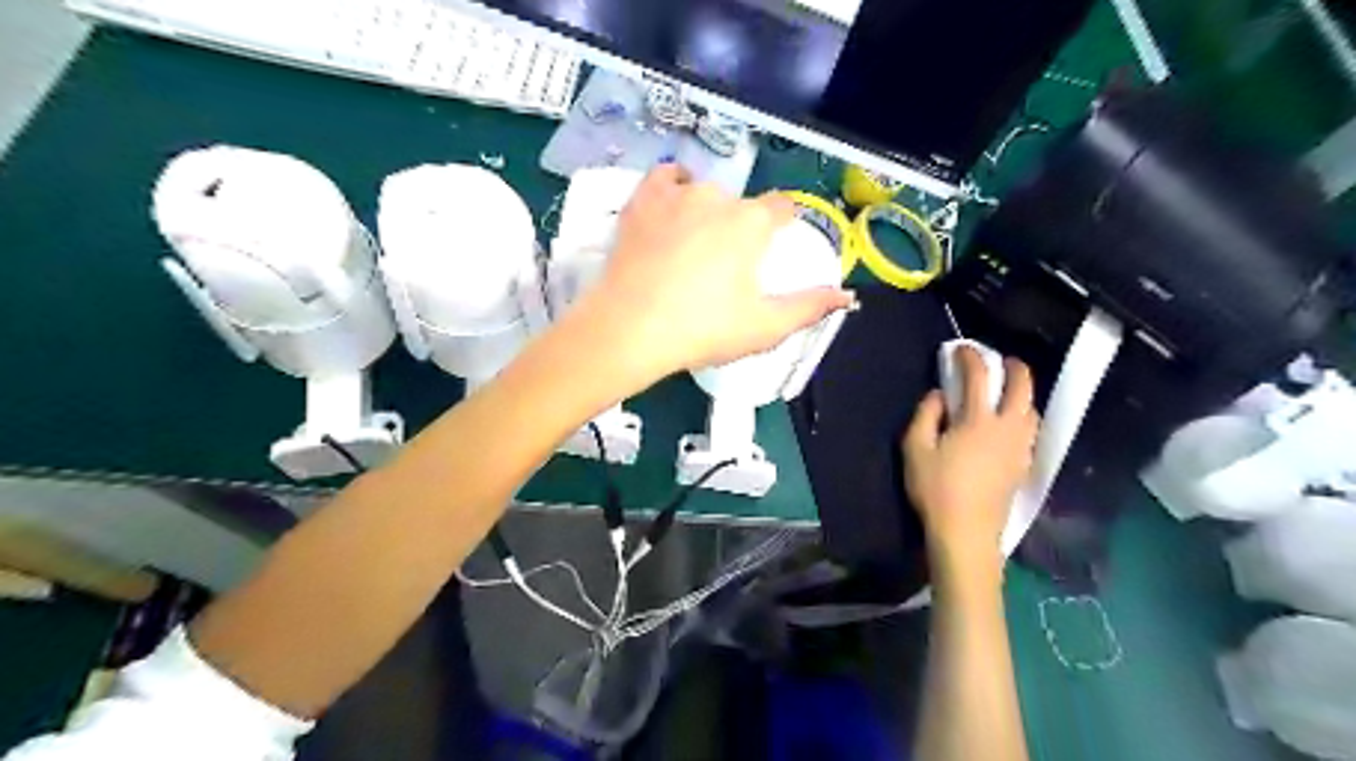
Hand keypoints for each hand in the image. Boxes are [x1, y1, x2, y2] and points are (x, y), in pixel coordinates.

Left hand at [576, 164, 851, 381]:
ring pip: (704, 191)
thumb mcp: (764, 327)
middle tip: (725, 268)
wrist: (629, 330)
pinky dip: (672, 187)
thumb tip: (845, 295)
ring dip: (707, 211)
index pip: (782, 207)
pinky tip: (672, 205)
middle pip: (741, 204)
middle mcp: (717, 197)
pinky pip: (664, 178)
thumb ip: (808, 308)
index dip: (783, 225)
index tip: (774, 247)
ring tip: (694, 246)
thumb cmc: (702, 330)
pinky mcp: (641, 201)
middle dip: (741, 228)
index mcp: (751, 223)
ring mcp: (675, 195)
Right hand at [905, 347, 1040, 567]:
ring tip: (1008, 391)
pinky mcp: (1023, 466)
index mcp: (978, 421)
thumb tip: (939, 395)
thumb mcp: (915, 449)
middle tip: (1002, 360)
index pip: (979, 377)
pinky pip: (1031, 431)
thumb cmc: (936, 489)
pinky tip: (1012, 424)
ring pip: (1032, 410)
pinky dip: (1024, 416)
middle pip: (1023, 388)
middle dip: (1015, 368)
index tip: (961, 349)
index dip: (971, 357)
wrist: (966, 533)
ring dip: (1023, 393)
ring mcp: (1019, 448)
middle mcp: (1007, 429)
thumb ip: (925, 415)